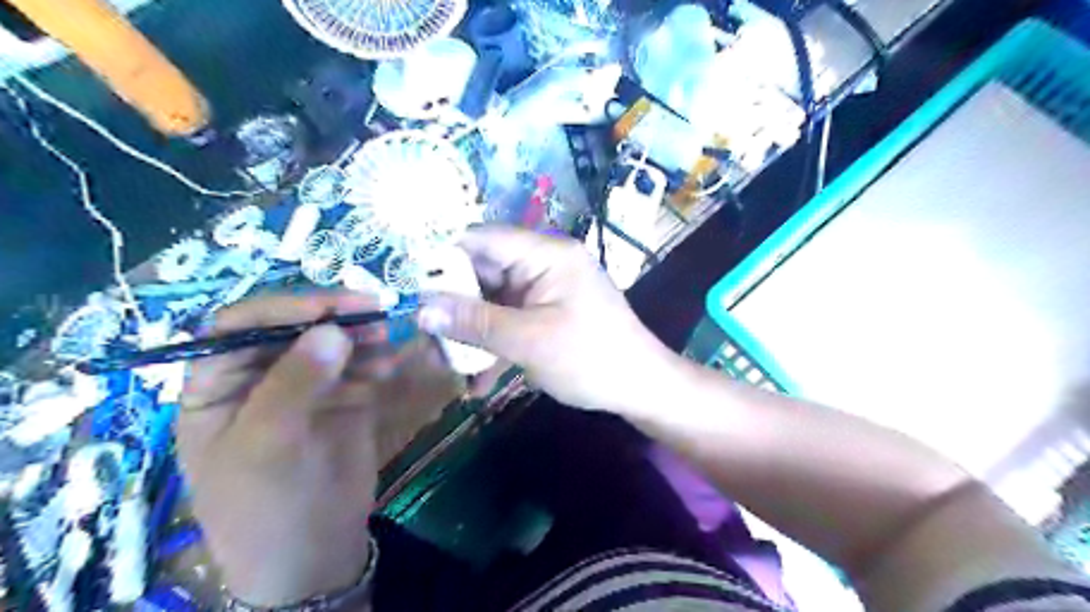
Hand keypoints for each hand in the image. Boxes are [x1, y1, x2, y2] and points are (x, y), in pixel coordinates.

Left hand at [177, 292, 455, 606]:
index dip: (282, 309)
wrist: (313, 555)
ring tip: (387, 339)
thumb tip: (332, 330)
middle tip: (374, 312)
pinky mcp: (344, 397)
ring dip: (360, 335)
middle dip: (331, 317)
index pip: (238, 327)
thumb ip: (294, 384)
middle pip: (293, 328)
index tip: (330, 307)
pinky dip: (377, 358)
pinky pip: (360, 365)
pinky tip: (391, 363)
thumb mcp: (266, 446)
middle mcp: (261, 377)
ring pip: (331, 343)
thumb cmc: (266, 507)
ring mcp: (306, 386)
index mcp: (218, 386)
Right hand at [419, 224, 674, 416]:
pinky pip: (510, 319)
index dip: (443, 255)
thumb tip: (421, 308)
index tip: (409, 282)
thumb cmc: (590, 358)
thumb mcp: (528, 341)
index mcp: (547, 254)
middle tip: (422, 331)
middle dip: (453, 303)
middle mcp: (544, 264)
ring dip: (469, 329)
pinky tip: (475, 378)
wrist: (640, 388)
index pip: (484, 239)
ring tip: (440, 361)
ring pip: (493, 300)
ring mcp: (546, 290)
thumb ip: (475, 322)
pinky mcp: (547, 313)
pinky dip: (492, 342)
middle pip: (485, 271)